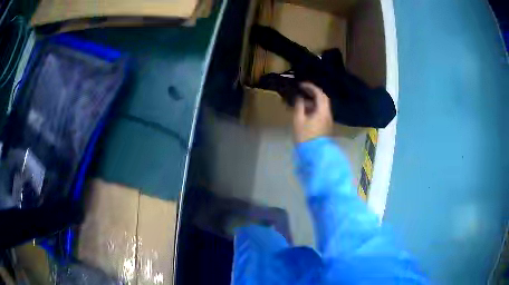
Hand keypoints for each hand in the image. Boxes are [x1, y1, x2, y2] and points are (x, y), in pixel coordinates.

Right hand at [293, 82, 332, 143]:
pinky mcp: (326, 127)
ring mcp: (328, 121)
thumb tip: (300, 99)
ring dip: (313, 103)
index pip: (319, 94)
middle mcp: (328, 114)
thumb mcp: (298, 120)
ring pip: (322, 107)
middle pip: (323, 100)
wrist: (314, 154)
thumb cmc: (305, 137)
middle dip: (313, 94)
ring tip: (301, 104)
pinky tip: (305, 113)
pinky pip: (321, 113)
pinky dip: (314, 110)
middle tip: (303, 92)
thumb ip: (299, 107)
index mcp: (322, 111)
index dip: (311, 87)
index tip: (301, 85)